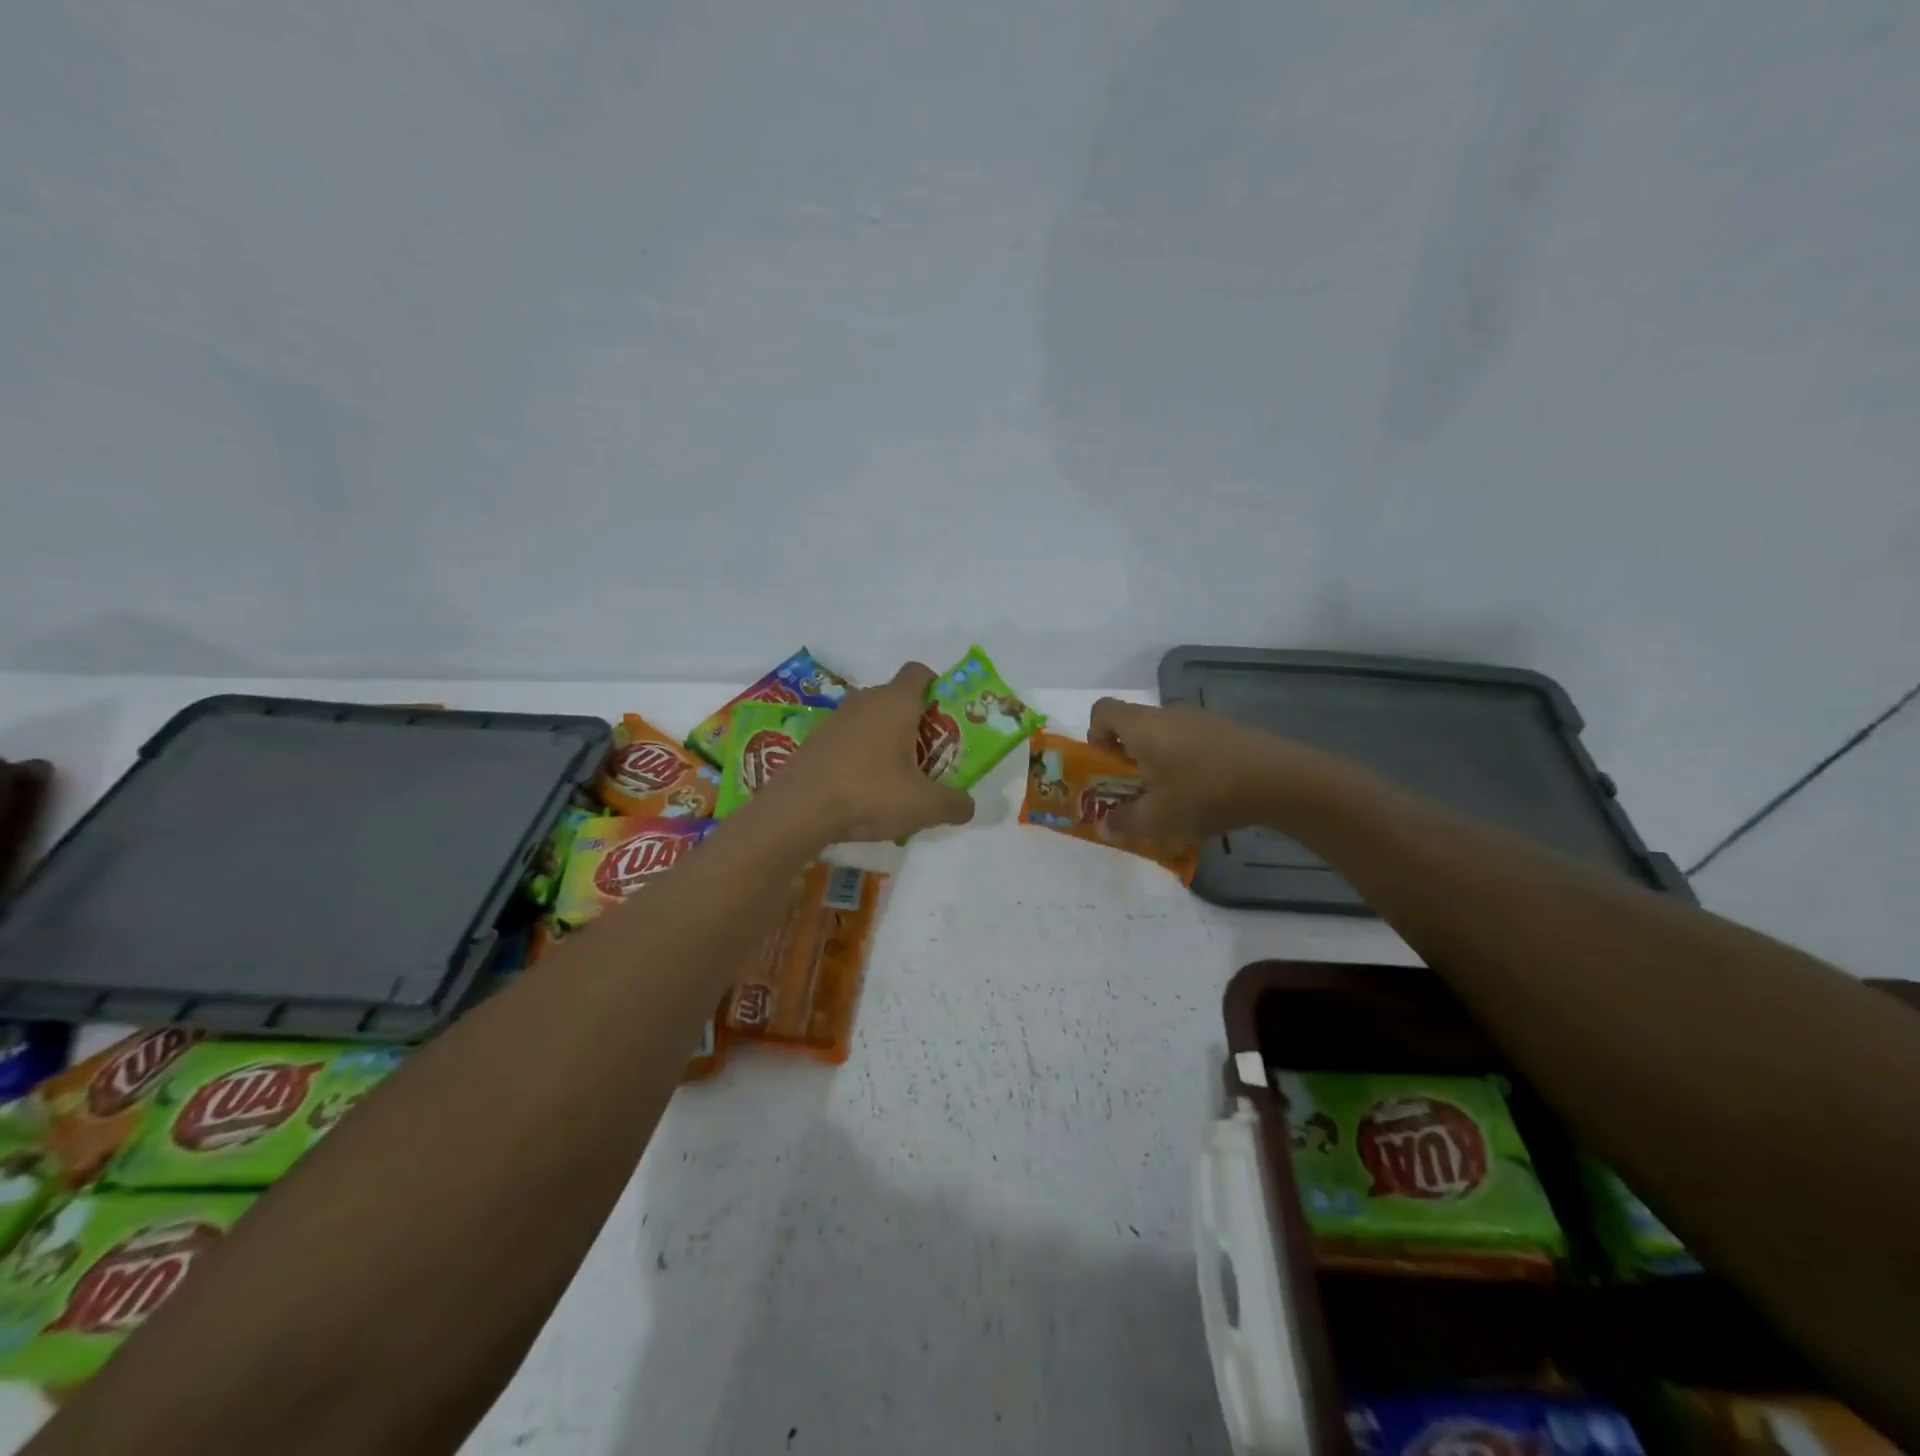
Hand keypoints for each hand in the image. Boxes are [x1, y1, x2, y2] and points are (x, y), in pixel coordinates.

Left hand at [769, 663, 976, 842]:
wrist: (799, 809)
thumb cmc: (870, 793)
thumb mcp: (924, 806)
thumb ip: (954, 804)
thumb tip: (968, 806)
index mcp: (896, 702)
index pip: (919, 672)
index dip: (936, 687)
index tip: (944, 716)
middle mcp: (865, 700)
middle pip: (896, 698)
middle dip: (914, 722)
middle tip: (927, 756)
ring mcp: (835, 718)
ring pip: (871, 718)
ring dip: (885, 739)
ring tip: (895, 777)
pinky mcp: (815, 739)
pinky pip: (848, 737)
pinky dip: (860, 753)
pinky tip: (863, 787)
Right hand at [1087, 698, 1304, 842]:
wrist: (1278, 780)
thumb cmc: (1203, 792)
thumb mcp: (1157, 818)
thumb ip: (1124, 822)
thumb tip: (1104, 826)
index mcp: (1142, 726)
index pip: (1103, 710)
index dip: (1095, 735)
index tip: (1106, 767)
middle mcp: (1168, 714)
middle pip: (1134, 726)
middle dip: (1128, 758)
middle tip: (1137, 792)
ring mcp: (1201, 719)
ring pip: (1165, 736)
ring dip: (1159, 763)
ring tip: (1173, 799)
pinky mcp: (1227, 731)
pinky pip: (1193, 743)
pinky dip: (1188, 764)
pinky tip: (1206, 795)